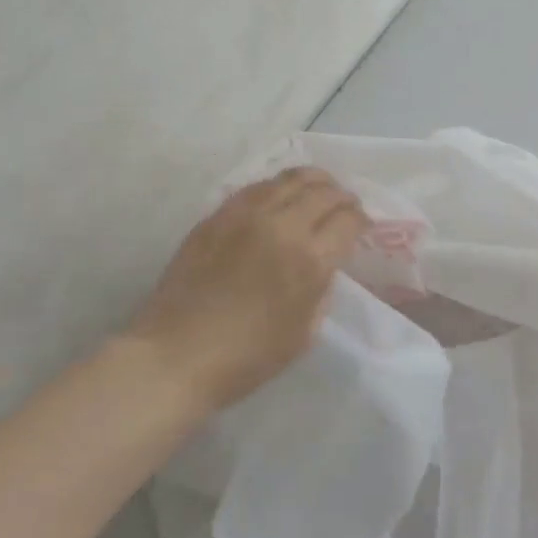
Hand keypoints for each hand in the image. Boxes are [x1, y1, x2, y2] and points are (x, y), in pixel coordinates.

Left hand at [128, 168, 367, 411]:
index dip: (361, 220)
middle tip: (346, 206)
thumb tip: (324, 266)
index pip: (347, 220)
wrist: (176, 355)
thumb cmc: (247, 357)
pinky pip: (256, 188)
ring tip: (318, 189)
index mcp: (309, 260)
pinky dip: (277, 186)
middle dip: (342, 196)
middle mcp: (282, 227)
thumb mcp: (305, 333)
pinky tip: (280, 196)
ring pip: (289, 179)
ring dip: (312, 182)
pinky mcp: (217, 216)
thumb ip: (321, 291)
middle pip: (323, 192)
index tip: (361, 227)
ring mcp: (245, 216)